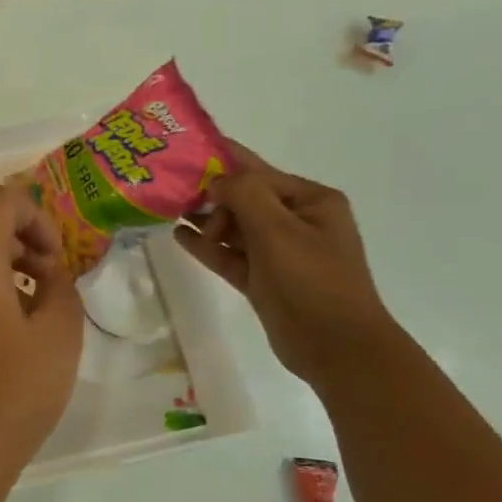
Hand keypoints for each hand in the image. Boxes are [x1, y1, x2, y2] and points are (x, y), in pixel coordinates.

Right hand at [178, 143, 401, 388]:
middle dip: (210, 195)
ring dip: (205, 220)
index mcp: (311, 201)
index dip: (221, 163)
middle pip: (244, 198)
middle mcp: (297, 221)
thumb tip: (216, 180)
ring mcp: (280, 252)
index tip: (183, 155)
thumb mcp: (278, 231)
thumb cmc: (311, 282)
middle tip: (170, 193)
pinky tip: (179, 235)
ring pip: (234, 227)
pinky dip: (207, 246)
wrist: (335, 347)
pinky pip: (230, 254)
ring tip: (166, 210)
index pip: (258, 172)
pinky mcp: (263, 279)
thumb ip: (245, 196)